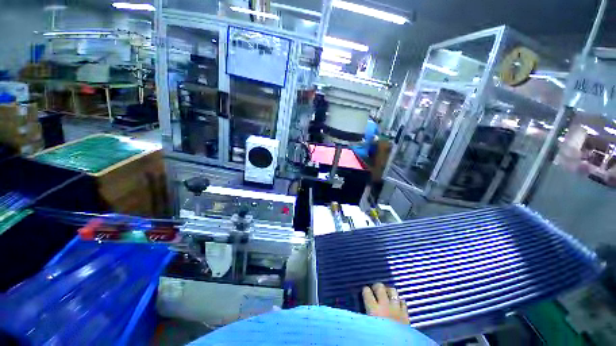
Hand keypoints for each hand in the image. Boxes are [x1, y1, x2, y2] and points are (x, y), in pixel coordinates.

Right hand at [362, 283, 408, 324]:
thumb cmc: (378, 338)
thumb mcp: (368, 326)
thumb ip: (365, 315)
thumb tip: (360, 309)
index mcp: (373, 309)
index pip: (366, 291)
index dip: (365, 291)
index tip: (365, 293)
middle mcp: (384, 305)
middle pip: (380, 287)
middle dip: (376, 287)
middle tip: (375, 291)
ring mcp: (396, 309)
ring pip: (392, 291)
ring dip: (388, 291)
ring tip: (386, 295)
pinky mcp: (406, 314)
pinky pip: (403, 301)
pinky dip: (399, 301)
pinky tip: (396, 304)